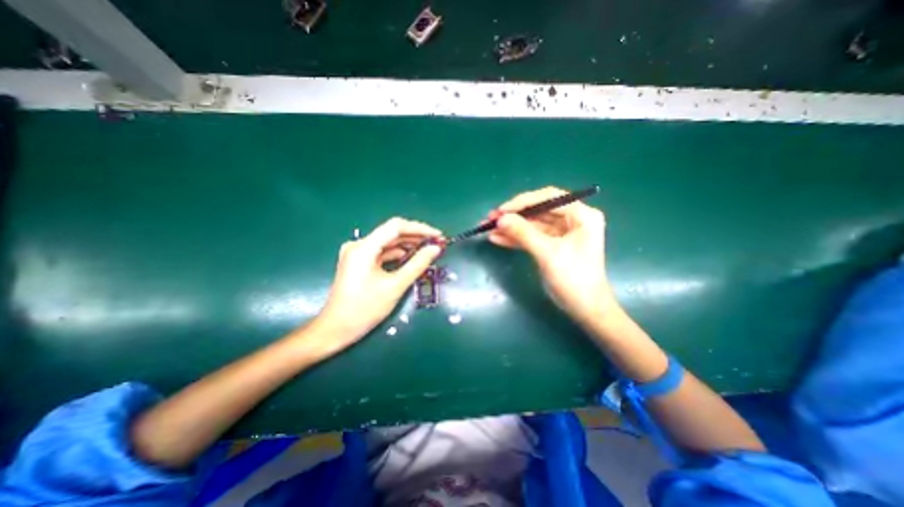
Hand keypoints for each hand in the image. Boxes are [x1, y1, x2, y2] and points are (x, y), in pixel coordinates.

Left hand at [310, 216, 442, 354]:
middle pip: (392, 233)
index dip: (420, 229)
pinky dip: (398, 254)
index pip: (396, 227)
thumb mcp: (395, 286)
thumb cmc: (365, 309)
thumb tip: (435, 249)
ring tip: (428, 250)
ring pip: (388, 242)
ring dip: (408, 245)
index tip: (438, 236)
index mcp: (364, 248)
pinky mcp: (359, 261)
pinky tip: (412, 258)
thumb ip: (417, 264)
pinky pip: (383, 252)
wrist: (336, 329)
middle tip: (437, 243)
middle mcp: (359, 245)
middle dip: (416, 237)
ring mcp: (358, 253)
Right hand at [489, 186, 621, 324]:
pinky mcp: (552, 245)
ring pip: (532, 224)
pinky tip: (498, 239)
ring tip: (489, 229)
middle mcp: (573, 219)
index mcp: (581, 215)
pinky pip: (532, 236)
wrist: (584, 309)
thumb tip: (500, 219)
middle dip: (514, 215)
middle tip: (491, 219)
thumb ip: (524, 233)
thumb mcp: (548, 254)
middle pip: (539, 210)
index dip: (523, 202)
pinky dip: (516, 238)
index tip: (501, 210)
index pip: (549, 198)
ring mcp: (562, 232)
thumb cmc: (574, 279)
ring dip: (511, 227)